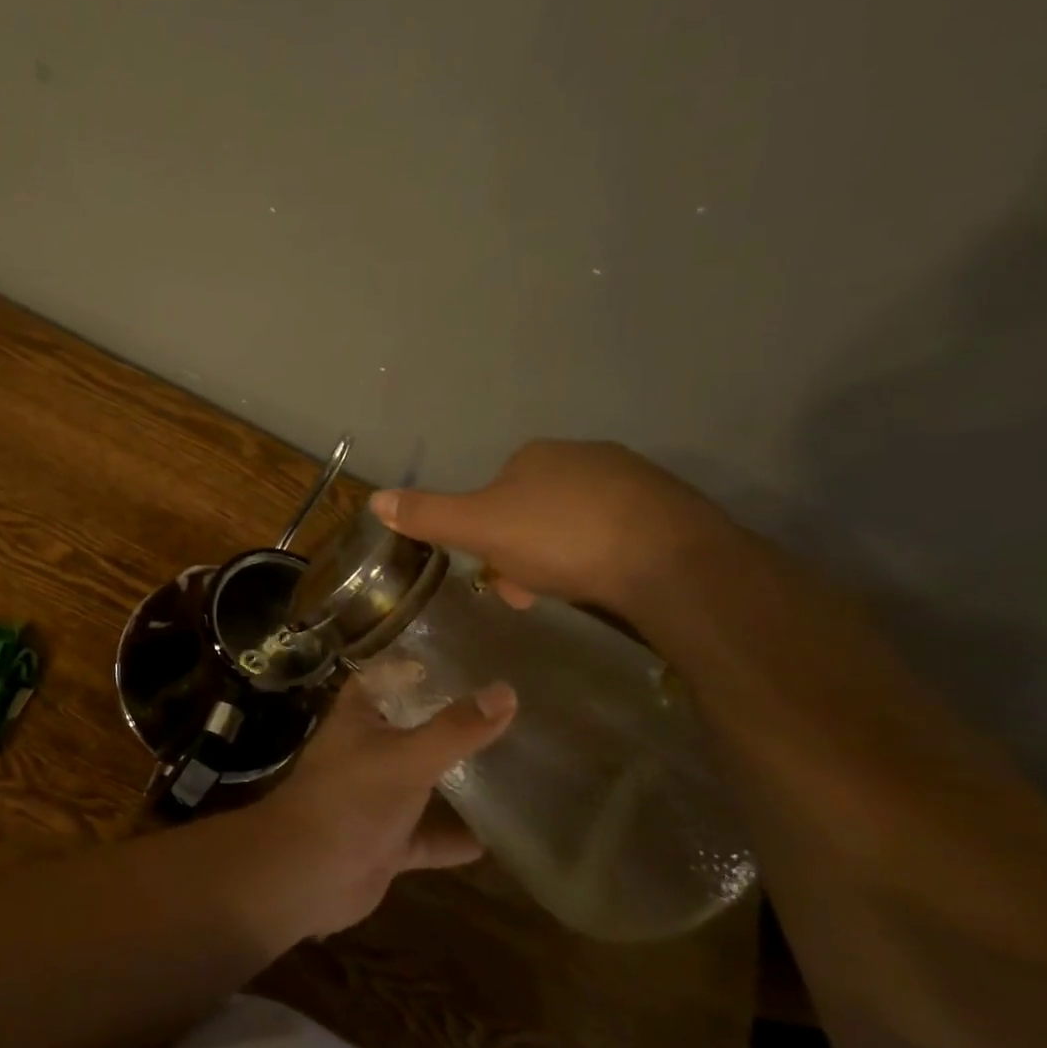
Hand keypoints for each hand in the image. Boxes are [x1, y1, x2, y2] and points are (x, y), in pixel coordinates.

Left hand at [233, 676, 516, 941]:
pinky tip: (499, 838)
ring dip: (457, 780)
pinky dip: (456, 838)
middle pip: (411, 730)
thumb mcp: (407, 757)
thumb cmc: (351, 799)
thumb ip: (456, 729)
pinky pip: (428, 836)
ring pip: (422, 783)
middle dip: (450, 724)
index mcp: (358, 718)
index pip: (385, 679)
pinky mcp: (386, 843)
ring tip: (515, 766)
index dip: (416, 667)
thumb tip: (506, 691)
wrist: (306, 874)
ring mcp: (375, 799)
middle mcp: (365, 752)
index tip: (465, 659)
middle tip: (508, 712)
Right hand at [368, 439, 733, 612]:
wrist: (672, 563)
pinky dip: (604, 554)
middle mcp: (583, 455)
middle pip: (533, 507)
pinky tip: (609, 581)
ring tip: (567, 592)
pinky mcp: (672, 508)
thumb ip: (428, 514)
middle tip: (526, 591)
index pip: (493, 491)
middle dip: (522, 549)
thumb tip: (374, 498)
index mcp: (534, 455)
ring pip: (575, 520)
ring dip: (560, 555)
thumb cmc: (562, 540)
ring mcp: (633, 479)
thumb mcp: (479, 529)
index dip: (484, 533)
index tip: (491, 571)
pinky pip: (619, 531)